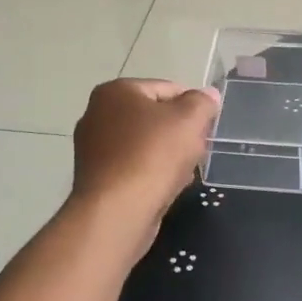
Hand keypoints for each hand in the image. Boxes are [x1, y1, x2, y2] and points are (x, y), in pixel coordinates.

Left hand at [70, 79, 219, 229]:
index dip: (193, 107)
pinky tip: (166, 188)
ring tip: (184, 172)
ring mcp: (92, 148)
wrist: (116, 212)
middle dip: (179, 132)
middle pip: (154, 116)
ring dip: (168, 155)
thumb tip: (208, 95)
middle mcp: (97, 114)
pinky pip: (133, 166)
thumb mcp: (189, 120)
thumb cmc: (153, 155)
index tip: (206, 128)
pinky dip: (150, 173)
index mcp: (116, 91)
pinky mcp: (95, 177)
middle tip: (196, 150)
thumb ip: (202, 102)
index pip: (167, 89)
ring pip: (144, 143)